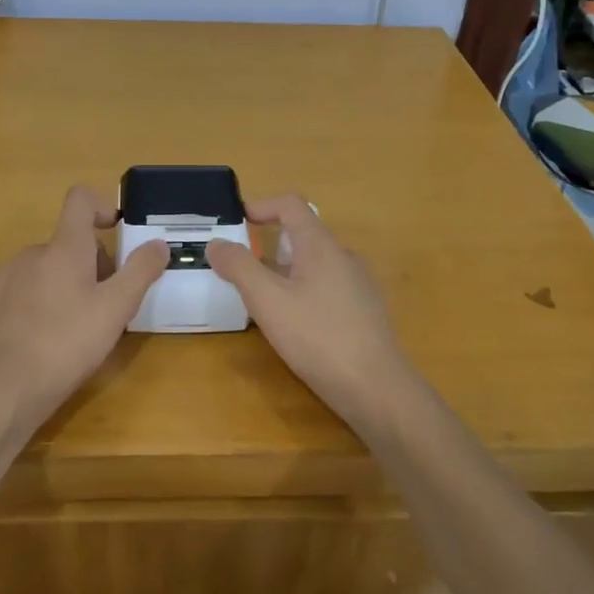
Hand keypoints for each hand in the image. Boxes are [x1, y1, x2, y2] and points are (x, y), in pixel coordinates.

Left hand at [0, 185, 167, 434]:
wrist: (4, 389)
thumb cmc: (67, 343)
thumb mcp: (116, 309)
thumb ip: (141, 271)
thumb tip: (159, 243)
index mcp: (63, 247)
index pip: (80, 200)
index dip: (101, 206)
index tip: (116, 231)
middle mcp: (31, 253)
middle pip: (69, 243)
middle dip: (93, 264)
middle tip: (108, 304)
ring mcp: (5, 278)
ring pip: (46, 269)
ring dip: (67, 285)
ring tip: (78, 327)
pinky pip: (23, 291)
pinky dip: (40, 303)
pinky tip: (46, 338)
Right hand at [206, 195, 423, 437]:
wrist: (376, 388)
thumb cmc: (318, 337)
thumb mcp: (268, 301)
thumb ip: (240, 267)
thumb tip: (217, 243)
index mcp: (321, 246)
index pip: (291, 205)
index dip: (262, 205)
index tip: (237, 221)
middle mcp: (344, 257)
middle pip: (303, 235)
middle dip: (269, 245)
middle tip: (242, 269)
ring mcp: (359, 285)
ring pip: (315, 265)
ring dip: (285, 272)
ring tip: (263, 300)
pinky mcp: (365, 312)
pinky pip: (327, 288)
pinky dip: (303, 292)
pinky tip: (295, 325)